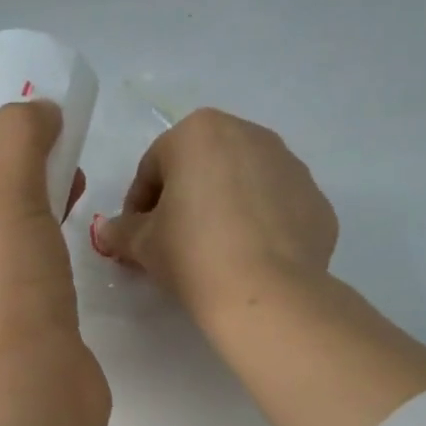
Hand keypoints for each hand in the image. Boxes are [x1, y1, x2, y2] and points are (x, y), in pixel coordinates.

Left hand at [0, 102, 109, 424]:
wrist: (36, 398)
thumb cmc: (7, 299)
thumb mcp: (6, 203)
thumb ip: (18, 142)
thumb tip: (37, 110)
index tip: (11, 120)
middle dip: (11, 170)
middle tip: (50, 146)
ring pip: (5, 239)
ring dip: (34, 204)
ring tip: (73, 179)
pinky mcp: (21, 330)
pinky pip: (30, 270)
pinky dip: (49, 243)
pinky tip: (78, 230)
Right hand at [95, 108, 337, 327]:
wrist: (266, 293)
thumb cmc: (193, 255)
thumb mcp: (143, 245)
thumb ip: (122, 231)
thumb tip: (109, 231)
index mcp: (199, 132)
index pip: (153, 167)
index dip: (138, 206)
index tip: (136, 239)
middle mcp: (249, 134)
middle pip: (202, 167)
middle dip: (184, 200)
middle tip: (173, 243)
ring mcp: (290, 165)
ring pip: (243, 183)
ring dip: (224, 209)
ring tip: (215, 253)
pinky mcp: (316, 200)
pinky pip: (276, 208)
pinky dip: (260, 226)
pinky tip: (249, 260)